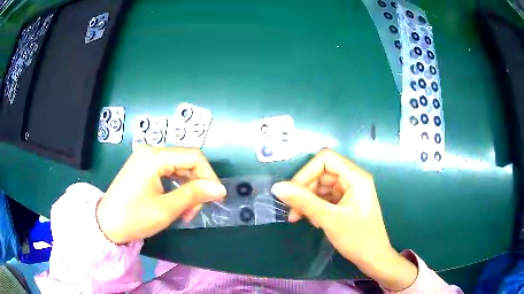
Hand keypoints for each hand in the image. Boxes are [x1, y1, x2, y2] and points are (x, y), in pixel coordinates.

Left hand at [96, 147, 225, 243]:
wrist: (106, 225)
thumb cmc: (134, 217)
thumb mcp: (166, 208)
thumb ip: (194, 195)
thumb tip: (220, 188)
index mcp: (154, 156)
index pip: (194, 156)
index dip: (209, 175)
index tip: (215, 197)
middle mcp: (150, 151)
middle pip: (186, 161)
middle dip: (196, 185)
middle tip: (196, 210)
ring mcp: (145, 158)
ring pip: (178, 167)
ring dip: (187, 188)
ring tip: (186, 211)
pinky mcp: (142, 168)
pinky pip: (167, 172)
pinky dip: (176, 187)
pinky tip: (176, 203)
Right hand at [271, 149, 416, 290]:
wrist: (373, 258)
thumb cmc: (357, 238)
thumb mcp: (329, 219)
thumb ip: (304, 201)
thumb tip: (277, 187)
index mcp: (355, 177)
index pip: (326, 159)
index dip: (307, 172)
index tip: (292, 192)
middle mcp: (353, 179)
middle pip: (322, 172)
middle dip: (305, 189)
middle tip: (292, 210)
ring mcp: (350, 191)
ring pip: (322, 186)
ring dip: (307, 199)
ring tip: (298, 218)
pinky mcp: (346, 202)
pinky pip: (326, 197)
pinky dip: (315, 206)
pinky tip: (311, 220)